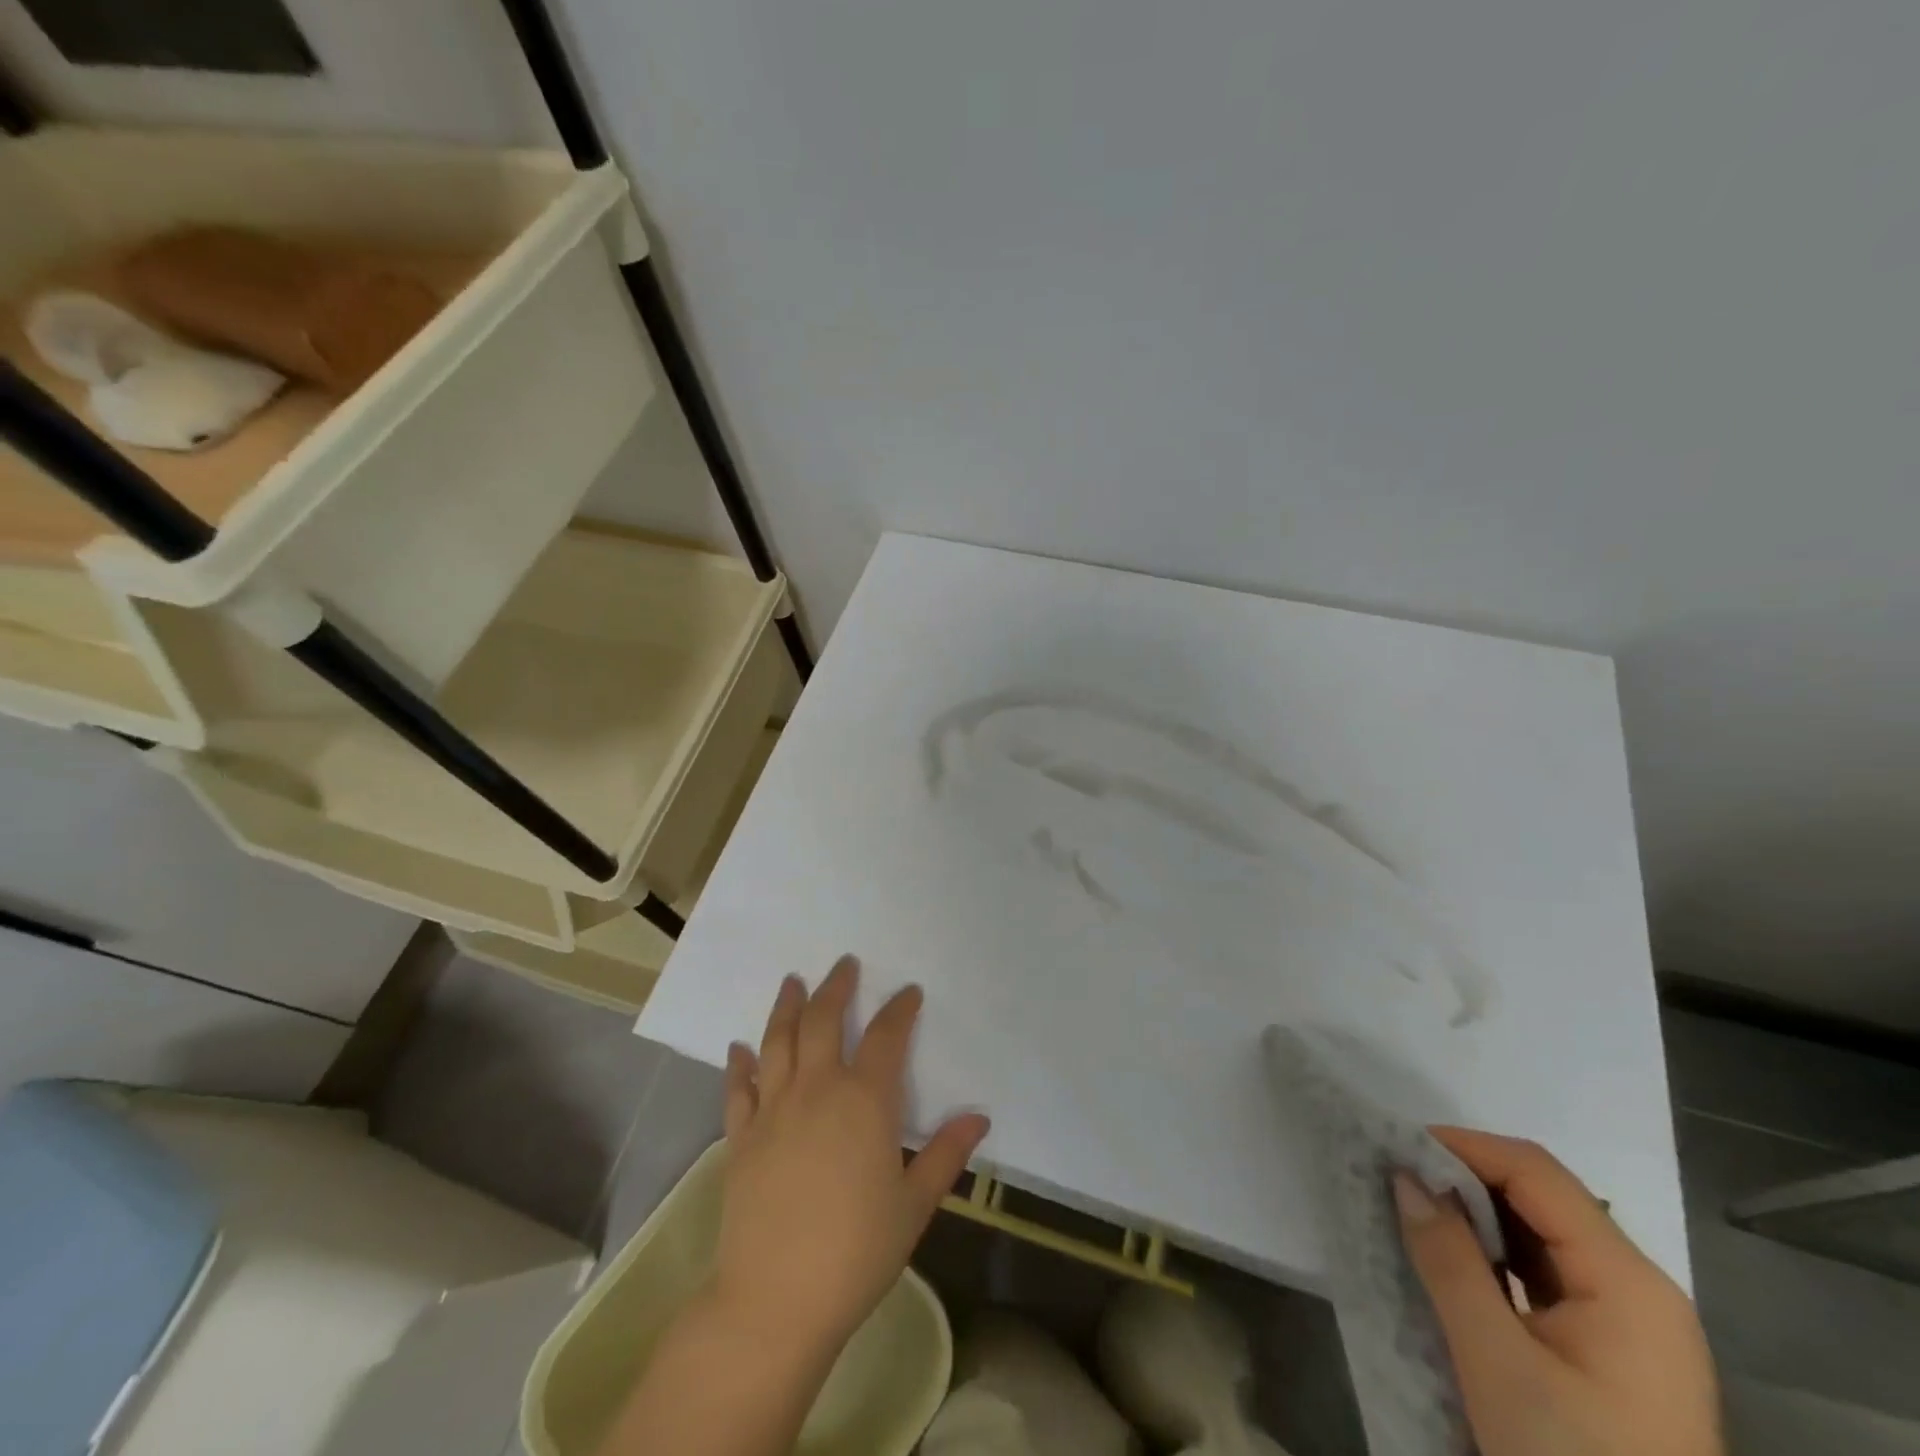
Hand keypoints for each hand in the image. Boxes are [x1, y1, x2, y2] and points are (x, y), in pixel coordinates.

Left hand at [715, 954, 990, 1357]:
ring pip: (777, 1041)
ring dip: (786, 1006)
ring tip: (792, 981)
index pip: (886, 1037)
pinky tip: (739, 1046)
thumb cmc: (857, 1252)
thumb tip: (978, 1117)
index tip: (908, 992)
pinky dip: (739, 1063)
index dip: (899, 1009)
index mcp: (865, 1101)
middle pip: (822, 1021)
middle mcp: (817, 1090)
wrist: (776, 1300)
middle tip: (844, 964)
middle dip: (835, 987)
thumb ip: (946, 1156)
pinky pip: (738, 1088)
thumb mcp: (914, 1206)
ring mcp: (774, 1110)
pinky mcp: (741, 1137)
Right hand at [1395, 1128, 1723, 1455]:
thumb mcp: (1496, 1362)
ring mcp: (1633, 1325)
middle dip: (1465, 1179)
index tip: (1396, 1147)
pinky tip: (1455, 1264)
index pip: (1535, 1173)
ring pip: (1543, 1236)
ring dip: (1477, 1217)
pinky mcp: (1617, 1355)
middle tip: (1396, 1178)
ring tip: (1414, 1212)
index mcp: (1628, 1281)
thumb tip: (1405, 1175)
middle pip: (1543, 1198)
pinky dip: (1497, 1257)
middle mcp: (1640, 1289)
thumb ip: (1448, 1259)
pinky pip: (1549, 1276)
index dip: (1463, 1146)